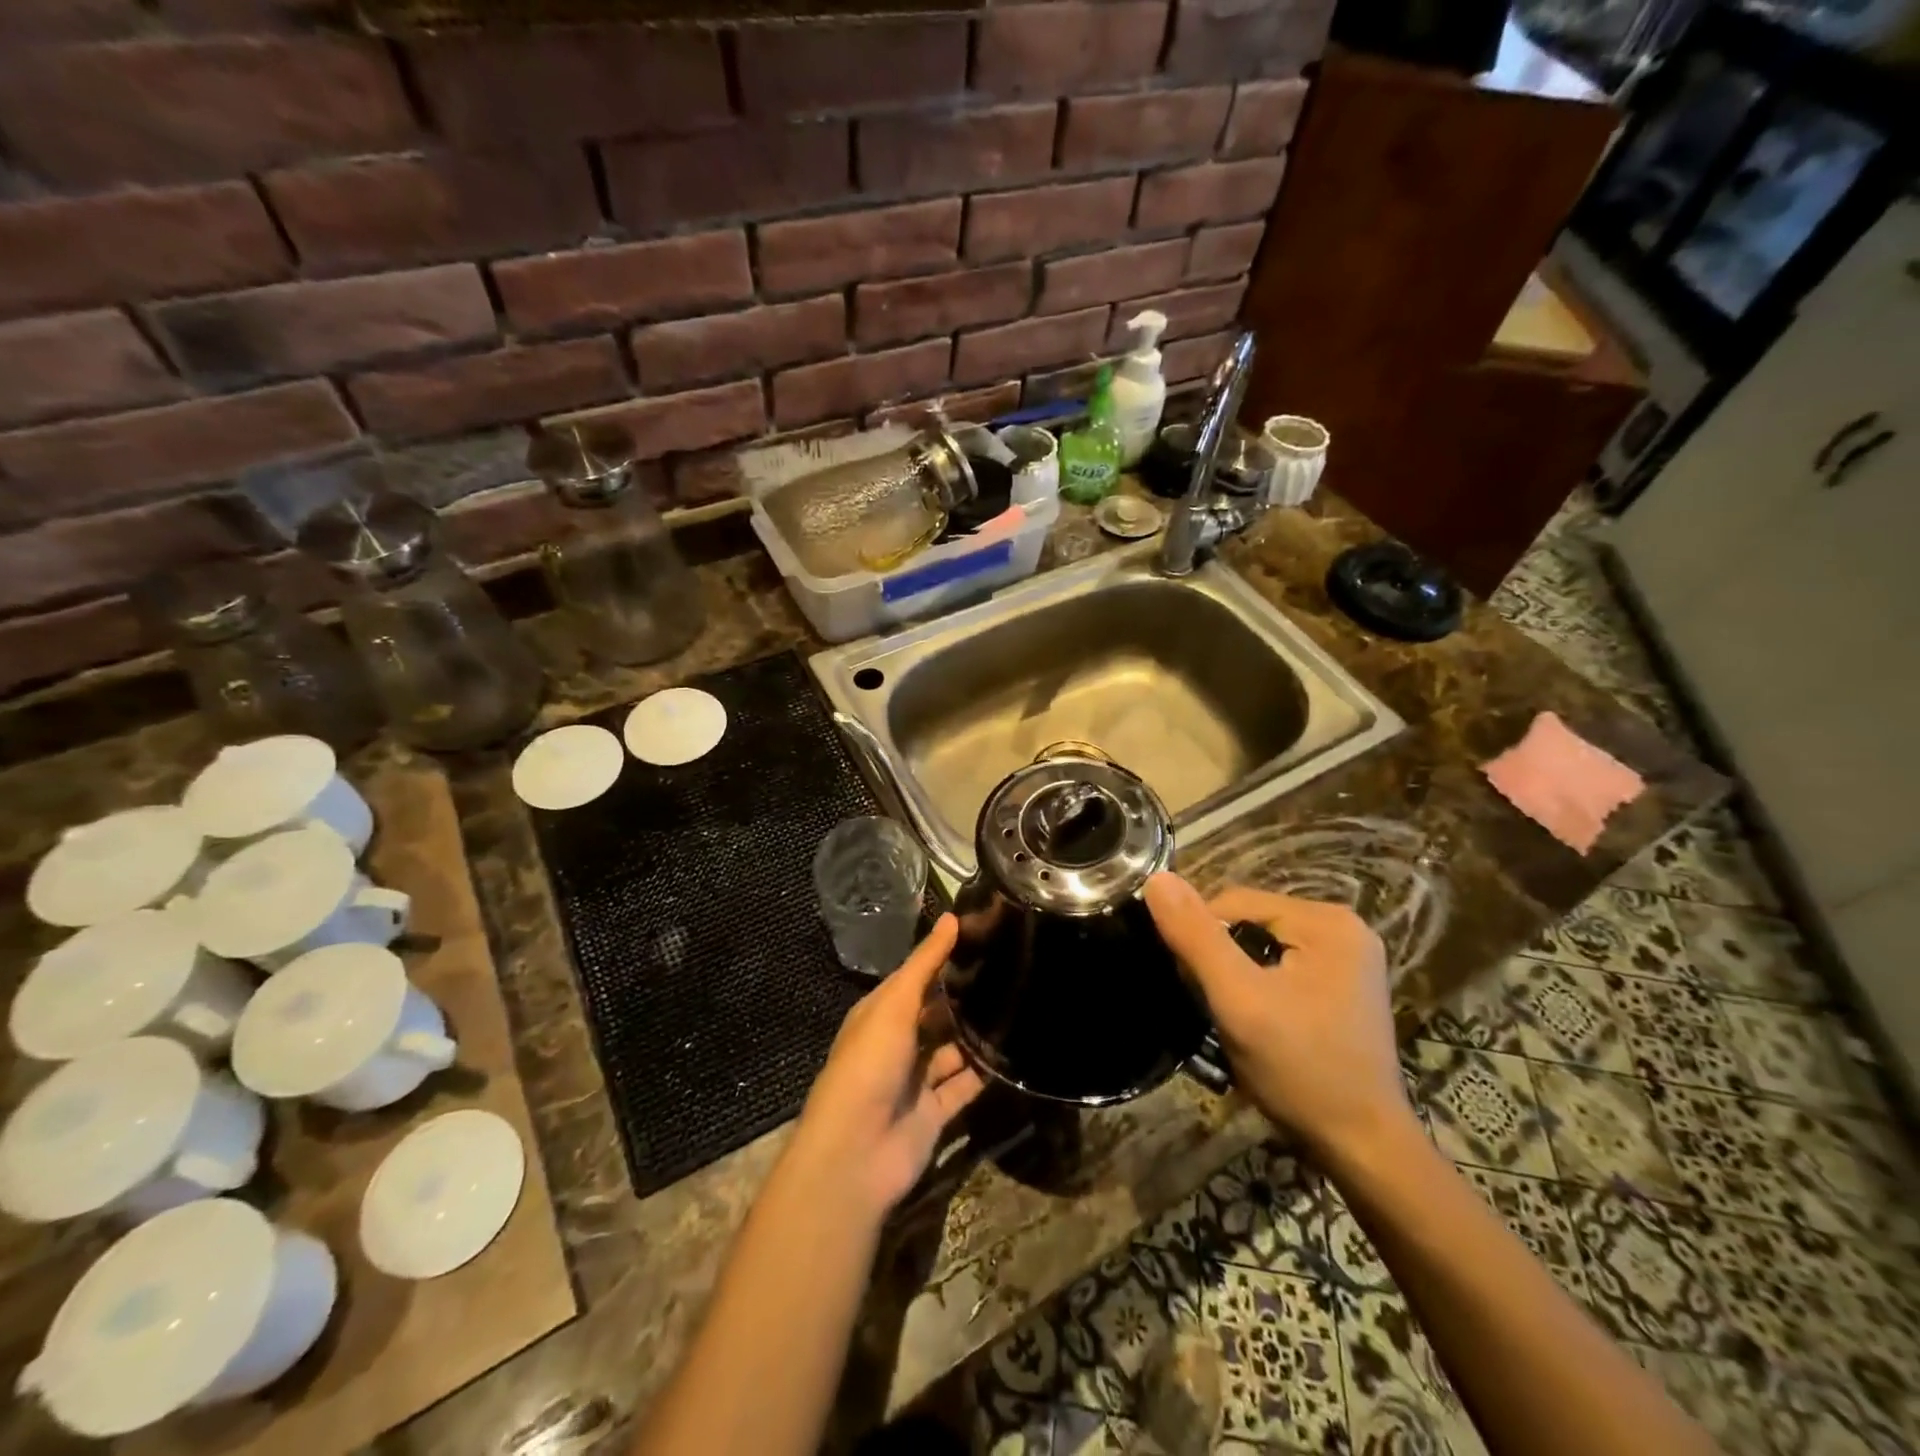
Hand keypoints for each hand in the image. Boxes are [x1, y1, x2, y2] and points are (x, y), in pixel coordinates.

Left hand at [788, 914, 985, 1219]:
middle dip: (965, 995)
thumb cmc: (869, 1064)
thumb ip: (925, 964)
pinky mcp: (935, 1112)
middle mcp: (898, 1043)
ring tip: (1020, 1003)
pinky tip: (1015, 1050)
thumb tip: (951, 916)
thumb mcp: (895, 1005)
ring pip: (953, 1049)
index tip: (983, 935)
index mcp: (880, 1014)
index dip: (943, 958)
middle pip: (936, 1013)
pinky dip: (985, 1072)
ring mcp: (916, 1079)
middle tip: (1011, 967)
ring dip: (977, 1033)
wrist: (856, 1153)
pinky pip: (965, 1085)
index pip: (915, 978)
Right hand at [1144, 874, 1414, 1159]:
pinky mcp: (1343, 987)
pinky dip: (1259, 987)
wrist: (1363, 1148)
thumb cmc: (1301, 1069)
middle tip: (1212, 1006)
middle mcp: (1344, 927)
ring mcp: (1348, 959)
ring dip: (1236, 975)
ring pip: (1262, 946)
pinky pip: (1282, 967)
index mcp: (1326, 920)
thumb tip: (1157, 879)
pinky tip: (1257, 1021)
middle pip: (1250, 923)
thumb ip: (1196, 937)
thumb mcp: (1238, 1000)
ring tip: (1231, 1017)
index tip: (1191, 985)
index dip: (1200, 938)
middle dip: (1220, 958)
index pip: (1233, 902)